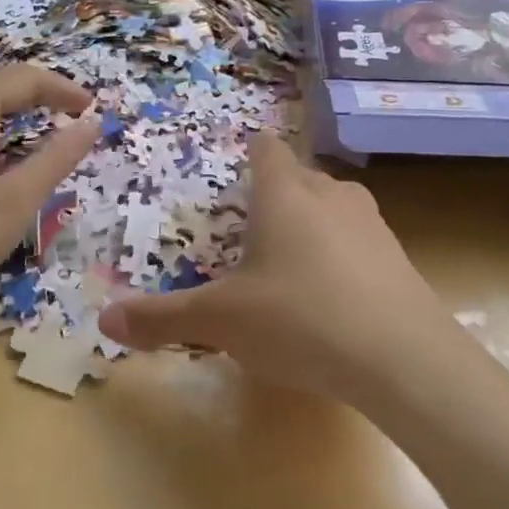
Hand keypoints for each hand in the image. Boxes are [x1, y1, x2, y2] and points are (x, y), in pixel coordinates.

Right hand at [98, 134, 465, 404]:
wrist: (403, 360)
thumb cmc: (300, 319)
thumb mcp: (221, 320)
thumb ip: (162, 318)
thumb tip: (105, 320)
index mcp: (285, 193)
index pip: (266, 149)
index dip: (250, 153)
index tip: (238, 171)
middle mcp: (331, 195)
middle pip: (299, 177)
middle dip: (276, 196)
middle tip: (250, 231)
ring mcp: (372, 223)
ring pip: (332, 207)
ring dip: (311, 224)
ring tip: (288, 264)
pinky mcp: (399, 257)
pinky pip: (359, 241)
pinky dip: (340, 255)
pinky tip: (331, 297)